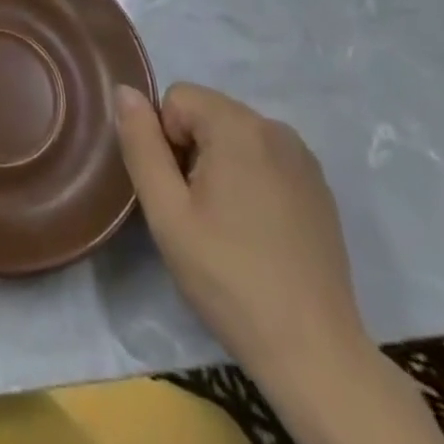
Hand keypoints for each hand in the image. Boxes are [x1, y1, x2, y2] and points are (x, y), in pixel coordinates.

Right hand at [115, 83, 363, 376]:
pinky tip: (258, 232)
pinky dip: (251, 180)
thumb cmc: (229, 278)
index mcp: (238, 125)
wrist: (314, 353)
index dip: (165, 142)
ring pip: (235, 136)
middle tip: (199, 214)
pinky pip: (265, 159)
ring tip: (228, 226)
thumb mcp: (167, 212)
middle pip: (207, 114)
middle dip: (192, 151)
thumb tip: (124, 91)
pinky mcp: (319, 187)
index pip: (176, 99)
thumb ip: (140, 144)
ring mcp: (303, 158)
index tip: (181, 194)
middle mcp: (275, 127)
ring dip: (220, 165)